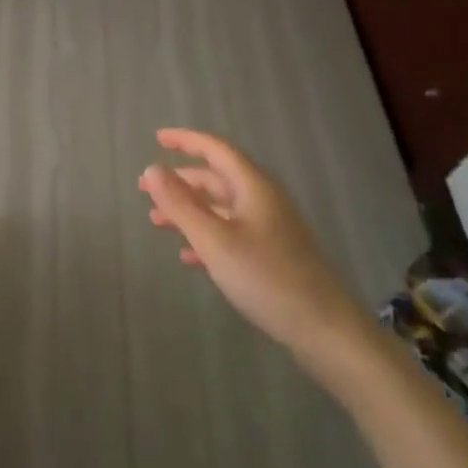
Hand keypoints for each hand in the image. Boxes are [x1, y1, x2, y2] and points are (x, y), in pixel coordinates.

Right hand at [139, 129, 369, 366]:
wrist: (324, 329)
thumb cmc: (266, 278)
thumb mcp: (215, 240)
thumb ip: (181, 204)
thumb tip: (152, 168)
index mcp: (253, 187)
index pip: (216, 150)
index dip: (185, 141)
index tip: (156, 138)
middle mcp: (263, 200)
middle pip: (216, 179)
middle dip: (179, 181)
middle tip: (144, 188)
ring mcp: (270, 229)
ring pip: (221, 208)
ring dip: (188, 211)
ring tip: (156, 221)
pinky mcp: (272, 255)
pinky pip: (231, 234)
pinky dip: (206, 237)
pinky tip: (187, 255)